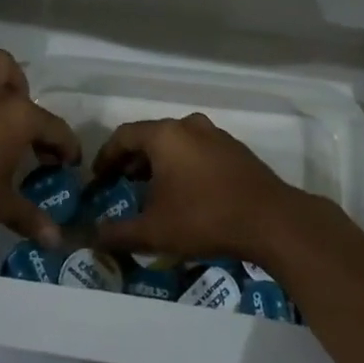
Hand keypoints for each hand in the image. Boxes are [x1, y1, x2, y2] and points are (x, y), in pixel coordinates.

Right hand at [89, 113, 303, 262]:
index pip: (124, 136)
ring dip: (159, 164)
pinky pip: (198, 152)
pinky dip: (183, 166)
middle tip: (121, 186)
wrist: (271, 220)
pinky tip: (185, 194)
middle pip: (150, 137)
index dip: (106, 156)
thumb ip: (118, 233)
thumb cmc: (204, 217)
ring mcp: (216, 135)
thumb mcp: (154, 231)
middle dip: (132, 161)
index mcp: (165, 135)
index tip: (97, 179)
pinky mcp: (235, 150)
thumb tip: (92, 237)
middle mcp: (189, 125)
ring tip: (152, 192)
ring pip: (176, 144)